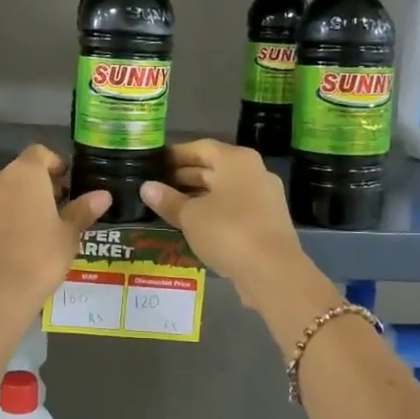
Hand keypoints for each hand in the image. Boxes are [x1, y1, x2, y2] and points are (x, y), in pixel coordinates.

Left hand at [0, 143, 109, 314]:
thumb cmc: (40, 259)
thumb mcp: (68, 236)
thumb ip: (82, 210)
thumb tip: (103, 195)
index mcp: (25, 174)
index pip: (39, 153)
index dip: (53, 165)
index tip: (63, 185)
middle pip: (15, 175)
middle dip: (30, 189)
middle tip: (46, 215)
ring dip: (5, 206)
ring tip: (18, 235)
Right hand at [140, 140, 313, 311]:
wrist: (272, 270)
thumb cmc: (227, 231)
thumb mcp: (190, 216)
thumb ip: (168, 200)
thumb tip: (146, 187)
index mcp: (236, 160)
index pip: (200, 148)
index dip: (175, 155)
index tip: (154, 164)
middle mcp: (254, 171)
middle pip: (214, 168)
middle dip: (184, 177)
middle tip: (156, 187)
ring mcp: (264, 197)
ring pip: (224, 190)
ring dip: (198, 197)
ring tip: (170, 207)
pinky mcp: (268, 221)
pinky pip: (235, 208)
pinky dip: (214, 212)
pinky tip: (194, 226)